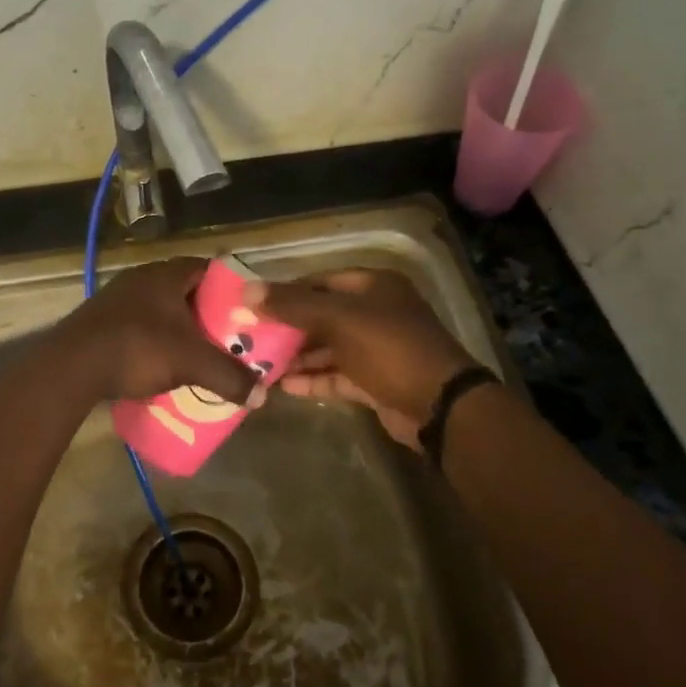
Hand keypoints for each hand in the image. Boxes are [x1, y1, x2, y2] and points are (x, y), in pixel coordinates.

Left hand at [52, 258, 259, 405]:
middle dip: (207, 313)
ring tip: (198, 352)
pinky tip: (161, 362)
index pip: (208, 268)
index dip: (231, 287)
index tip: (247, 310)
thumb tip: (262, 396)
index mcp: (166, 274)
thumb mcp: (191, 363)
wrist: (71, 366)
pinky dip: (155, 340)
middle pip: (185, 290)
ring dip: (178, 328)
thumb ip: (228, 377)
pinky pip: (139, 325)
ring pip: (160, 308)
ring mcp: (117, 298)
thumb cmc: (138, 348)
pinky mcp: (101, 321)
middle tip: (228, 336)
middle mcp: (142, 278)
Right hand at [247, 268, 477, 450]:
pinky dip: (313, 378)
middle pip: (323, 315)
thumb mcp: (339, 319)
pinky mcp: (375, 381)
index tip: (254, 305)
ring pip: (328, 347)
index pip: (320, 281)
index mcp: (374, 286)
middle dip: (288, 328)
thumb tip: (247, 291)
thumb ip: (293, 305)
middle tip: (251, 337)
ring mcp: (377, 349)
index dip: (287, 291)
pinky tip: (283, 386)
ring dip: (297, 356)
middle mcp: (376, 312)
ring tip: (259, 364)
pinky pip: (337, 375)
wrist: (439, 405)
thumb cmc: (389, 347)